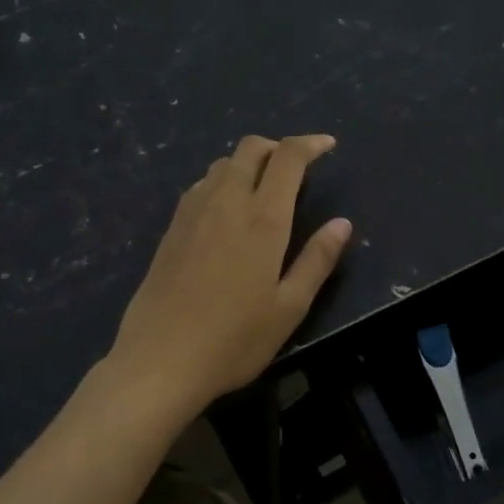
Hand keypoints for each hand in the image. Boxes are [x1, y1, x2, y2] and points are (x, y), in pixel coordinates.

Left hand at [105, 134, 351, 418]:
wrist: (160, 360)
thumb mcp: (289, 307)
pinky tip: (227, 211)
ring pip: (223, 164)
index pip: (288, 158)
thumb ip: (317, 260)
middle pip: (251, 148)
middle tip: (296, 168)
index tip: (328, 146)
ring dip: (248, 163)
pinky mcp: (171, 228)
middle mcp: (226, 203)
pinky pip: (201, 185)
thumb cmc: (234, 340)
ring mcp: (193, 212)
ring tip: (264, 189)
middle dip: (278, 146)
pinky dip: (223, 181)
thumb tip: (342, 223)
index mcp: (263, 219)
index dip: (310, 144)